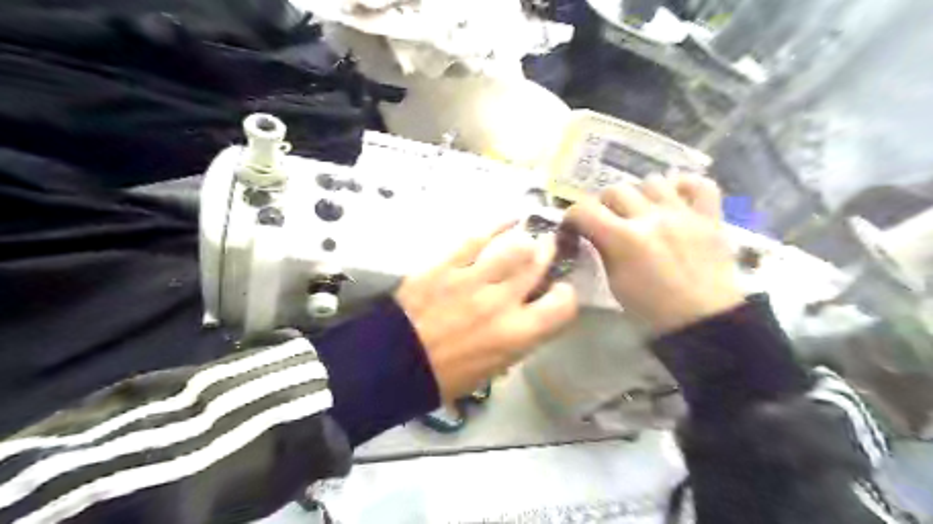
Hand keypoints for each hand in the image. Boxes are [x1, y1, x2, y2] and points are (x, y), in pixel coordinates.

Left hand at [398, 224, 579, 400]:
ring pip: (513, 247)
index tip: (557, 292)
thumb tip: (529, 313)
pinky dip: (496, 226)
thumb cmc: (447, 375)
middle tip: (548, 247)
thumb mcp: (494, 367)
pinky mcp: (446, 266)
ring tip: (528, 234)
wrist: (395, 363)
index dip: (566, 295)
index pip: (562, 305)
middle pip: (538, 266)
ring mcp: (472, 280)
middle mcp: (501, 302)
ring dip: (526, 239)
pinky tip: (507, 220)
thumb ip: (518, 337)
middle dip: (548, 254)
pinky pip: (476, 239)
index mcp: (516, 335)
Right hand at [565, 173, 740, 335]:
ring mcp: (683, 214)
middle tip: (606, 220)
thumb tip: (594, 233)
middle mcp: (651, 218)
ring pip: (652, 181)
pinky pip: (700, 184)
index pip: (585, 210)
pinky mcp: (710, 217)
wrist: (702, 322)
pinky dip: (684, 186)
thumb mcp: (614, 283)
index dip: (573, 215)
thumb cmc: (651, 311)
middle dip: (604, 204)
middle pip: (616, 189)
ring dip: (639, 194)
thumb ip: (603, 250)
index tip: (574, 225)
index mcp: (624, 239)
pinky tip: (675, 198)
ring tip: (641, 210)